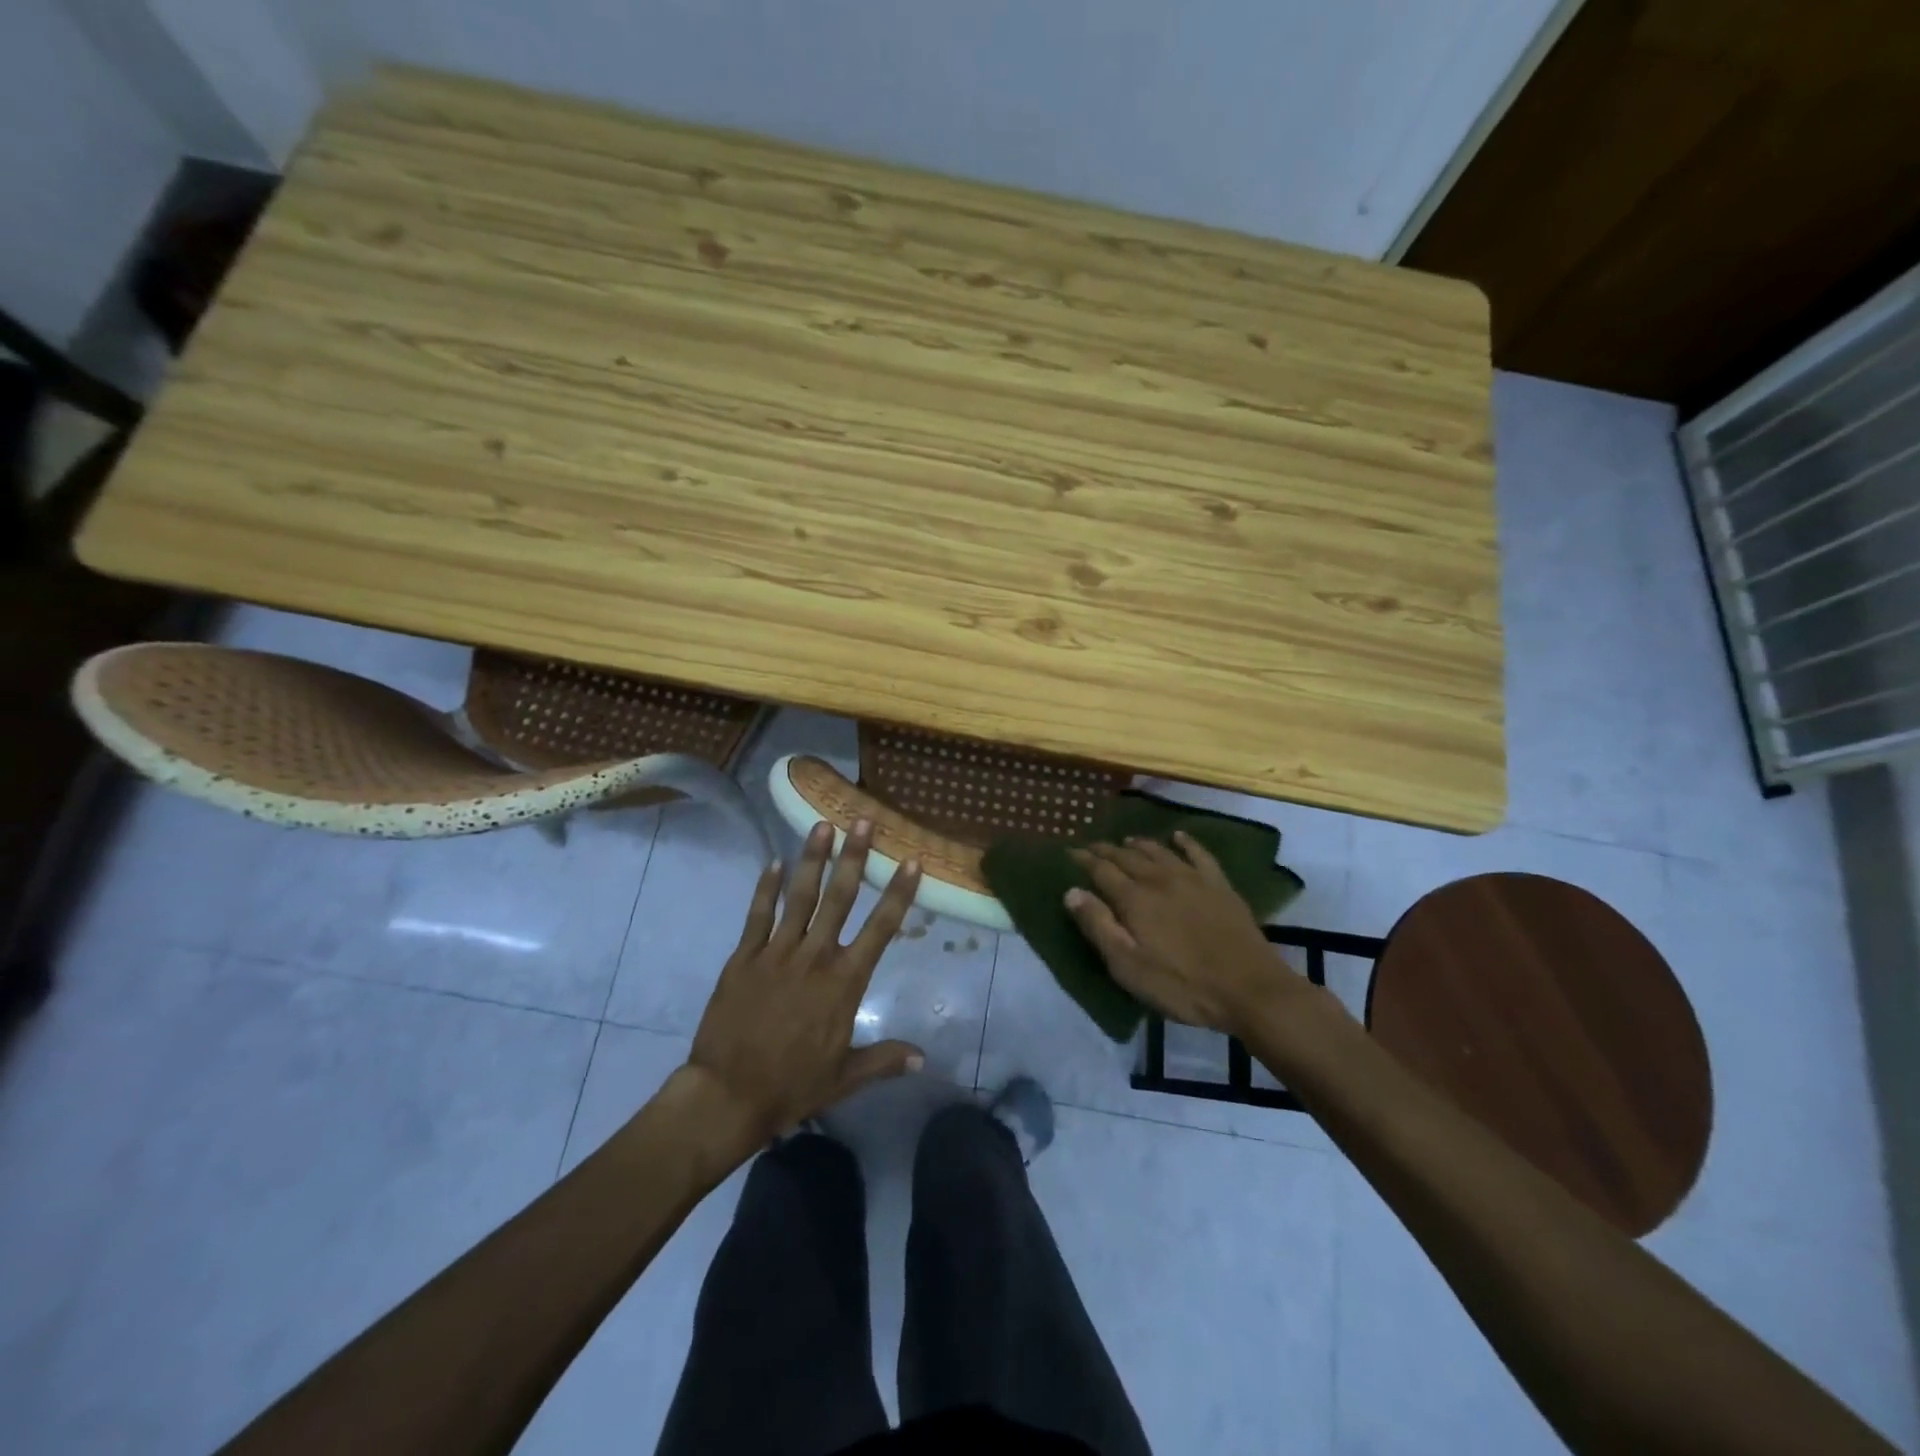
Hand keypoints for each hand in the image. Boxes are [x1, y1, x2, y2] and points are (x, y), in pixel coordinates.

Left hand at [682, 819, 924, 1145]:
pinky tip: (774, 862)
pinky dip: (766, 888)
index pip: (880, 929)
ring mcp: (776, 953)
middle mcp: (814, 957)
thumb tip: (923, 1057)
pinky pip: (758, 915)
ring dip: (812, 859)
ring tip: (821, 825)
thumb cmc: (791, 1085)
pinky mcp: (744, 957)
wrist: (727, 1094)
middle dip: (853, 857)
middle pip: (839, 898)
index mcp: (844, 982)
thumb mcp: (845, 1077)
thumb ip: (884, 1059)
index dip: (898, 893)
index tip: (911, 861)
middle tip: (862, 821)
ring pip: (799, 897)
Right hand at [1065, 832, 1309, 1038]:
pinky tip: (1179, 837)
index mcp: (1134, 899)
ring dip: (1139, 844)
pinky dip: (1186, 842)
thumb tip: (1072, 892)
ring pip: (1159, 852)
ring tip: (1126, 841)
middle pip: (1127, 857)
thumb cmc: (1182, 985)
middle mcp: (1160, 879)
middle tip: (1093, 846)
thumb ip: (1099, 927)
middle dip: (1107, 850)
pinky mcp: (1219, 885)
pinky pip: (1199, 854)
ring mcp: (1192, 879)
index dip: (1084, 861)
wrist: (1249, 989)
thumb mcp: (1129, 967)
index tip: (1070, 853)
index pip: (1101, 871)